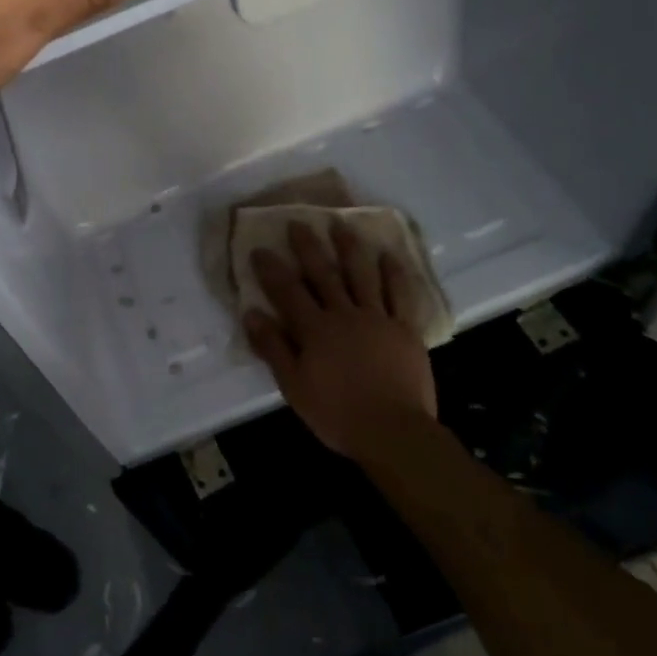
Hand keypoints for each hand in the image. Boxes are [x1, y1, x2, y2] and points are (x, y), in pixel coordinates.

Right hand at [244, 220, 437, 461]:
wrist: (393, 432)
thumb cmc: (337, 413)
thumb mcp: (293, 386)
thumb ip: (273, 348)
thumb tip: (252, 313)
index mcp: (315, 329)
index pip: (288, 291)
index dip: (272, 269)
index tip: (260, 248)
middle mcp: (344, 314)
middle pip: (324, 274)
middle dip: (309, 247)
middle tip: (299, 223)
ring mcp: (377, 319)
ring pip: (362, 276)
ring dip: (350, 249)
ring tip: (342, 225)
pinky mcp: (405, 330)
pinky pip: (401, 296)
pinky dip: (395, 274)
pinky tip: (389, 256)